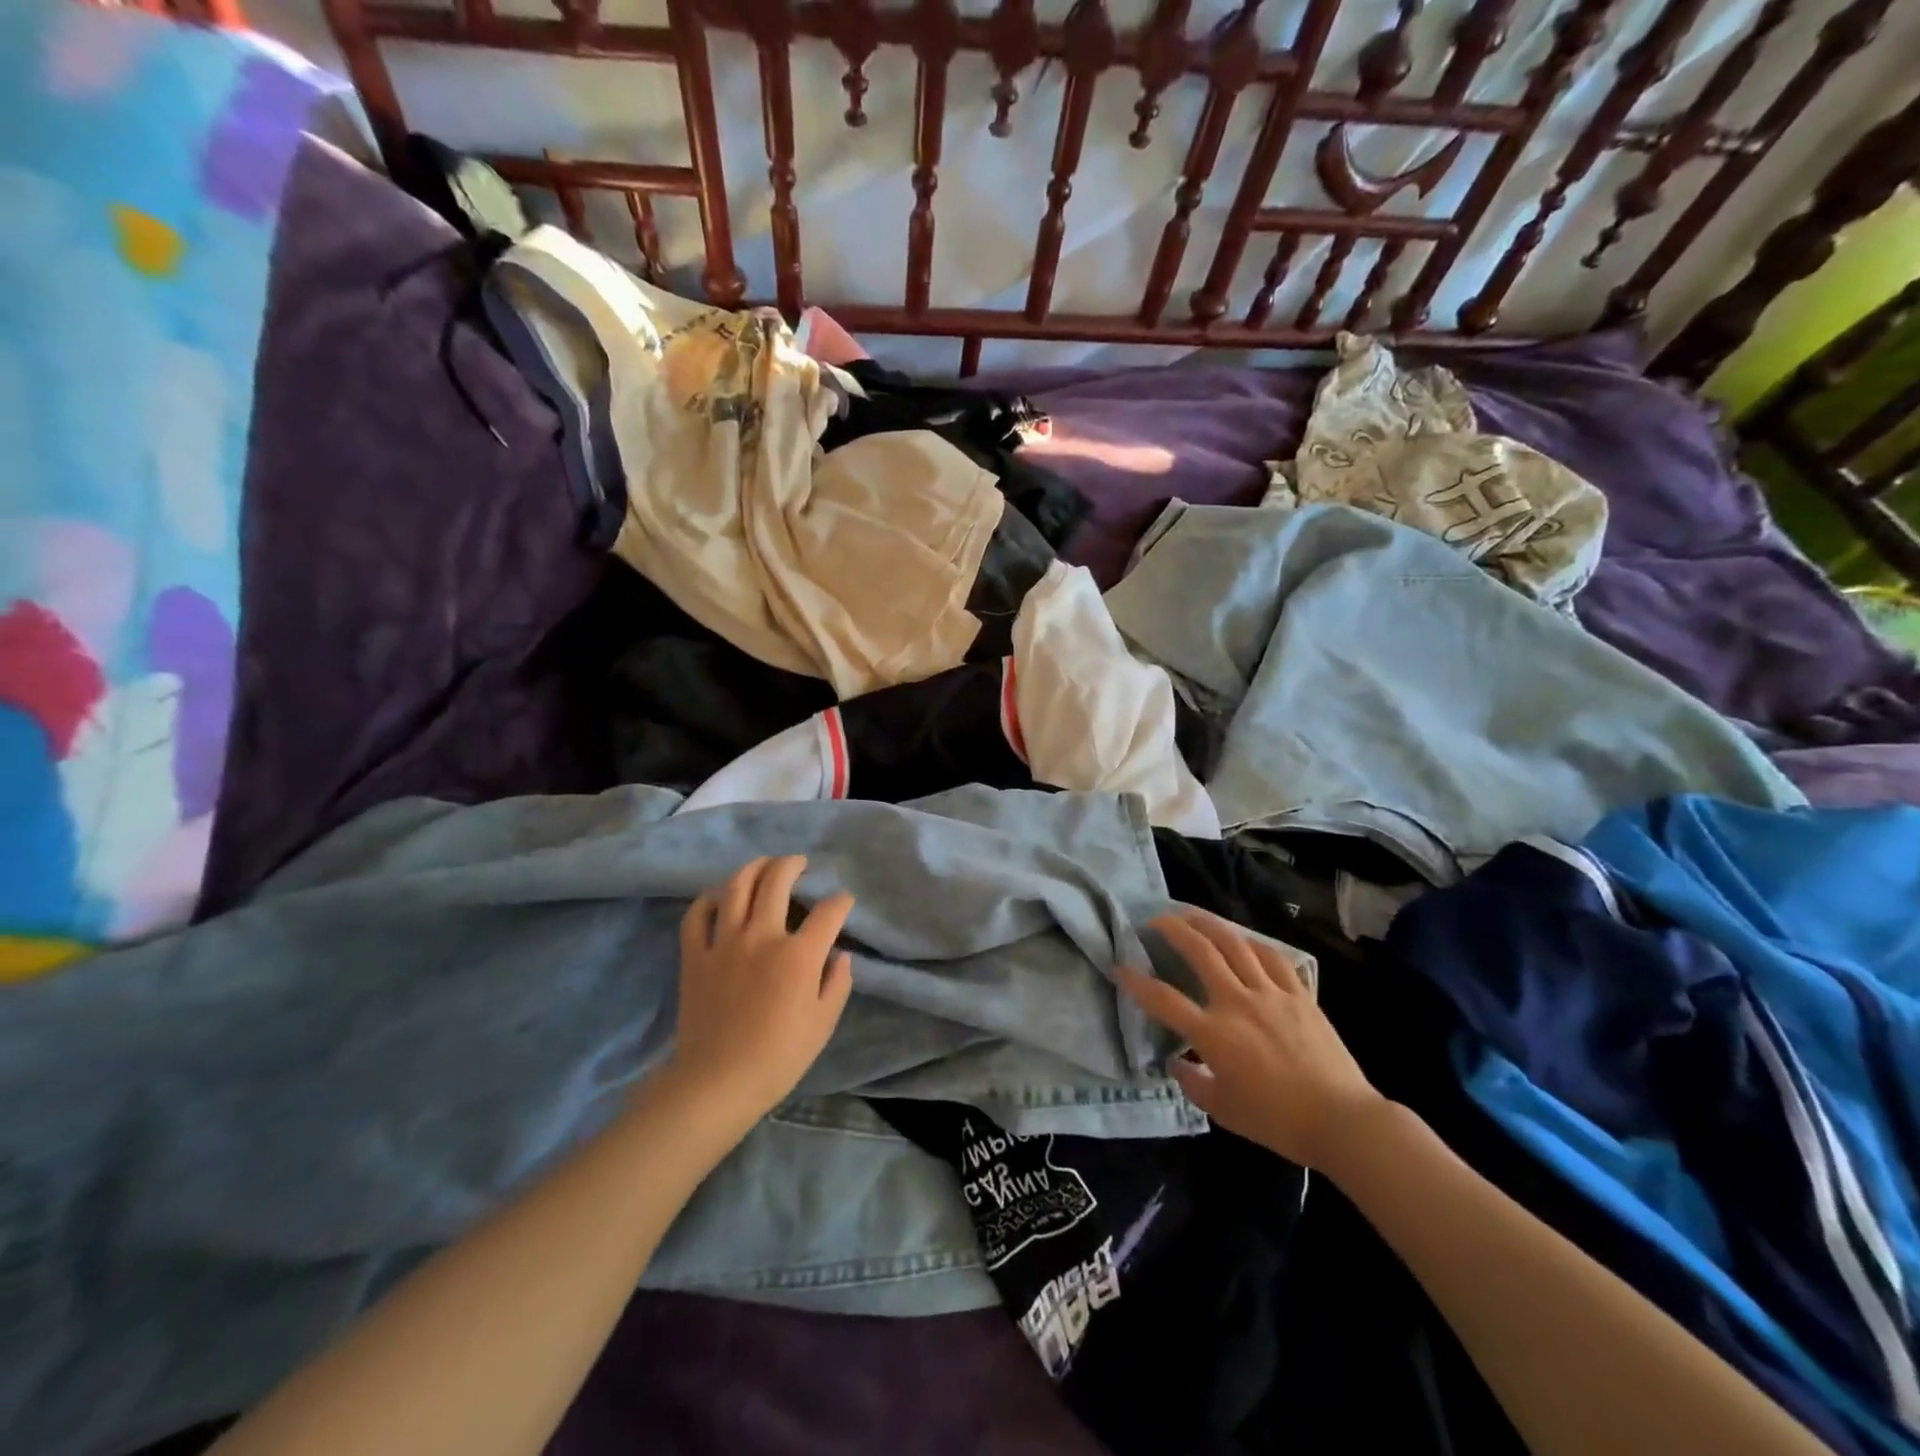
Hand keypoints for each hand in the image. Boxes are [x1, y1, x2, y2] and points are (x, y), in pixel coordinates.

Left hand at [661, 856, 855, 1124]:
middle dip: (793, 865)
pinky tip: (719, 895)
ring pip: (737, 886)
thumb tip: (839, 955)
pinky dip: (709, 899)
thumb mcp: (823, 1023)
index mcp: (799, 955)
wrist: (717, 1083)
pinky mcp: (695, 955)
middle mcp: (762, 937)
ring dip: (754, 868)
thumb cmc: (779, 1057)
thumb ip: (837, 982)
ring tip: (764, 864)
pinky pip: (697, 914)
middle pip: (777, 881)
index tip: (844, 902)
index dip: (841, 901)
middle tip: (800, 863)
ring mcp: (724, 942)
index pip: (828, 911)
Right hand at [1118, 910, 1388, 1170]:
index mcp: (1213, 1034)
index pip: (1163, 999)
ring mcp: (1271, 993)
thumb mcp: (1223, 1111)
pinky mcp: (1299, 994)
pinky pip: (1273, 957)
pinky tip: (1244, 940)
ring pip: (1235, 944)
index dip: (1136, 981)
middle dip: (1173, 929)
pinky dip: (1253, 944)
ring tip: (1193, 915)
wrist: (1342, 1121)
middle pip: (1200, 952)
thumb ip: (1192, 1082)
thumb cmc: (1277, 1121)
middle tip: (1157, 919)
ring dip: (1209, 924)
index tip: (1120, 967)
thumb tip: (1178, 1062)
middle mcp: (1237, 1002)